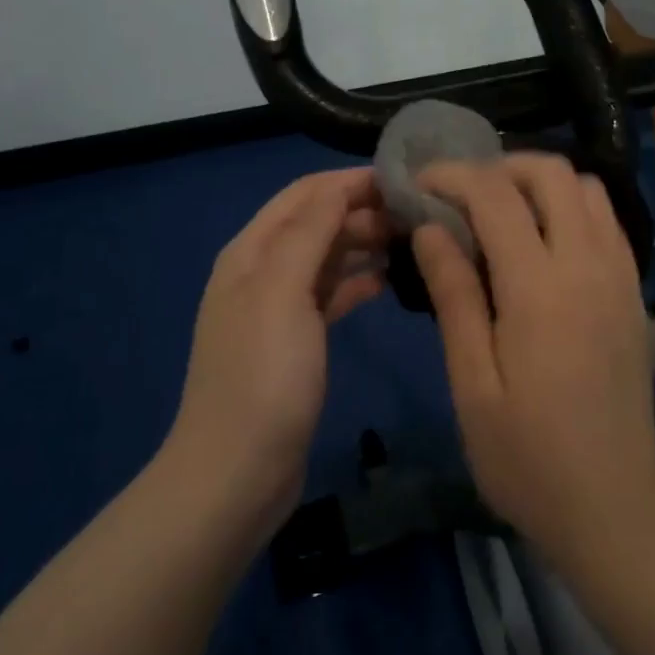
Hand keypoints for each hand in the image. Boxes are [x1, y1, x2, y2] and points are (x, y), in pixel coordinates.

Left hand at [168, 167, 391, 525]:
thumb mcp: (283, 290)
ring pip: (327, 258)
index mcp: (252, 251)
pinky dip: (357, 282)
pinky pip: (330, 295)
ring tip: (412, 242)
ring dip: (363, 244)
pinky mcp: (296, 342)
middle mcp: (262, 271)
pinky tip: (388, 282)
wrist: (236, 474)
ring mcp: (278, 308)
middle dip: (362, 211)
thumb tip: (341, 185)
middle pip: (317, 222)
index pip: (305, 193)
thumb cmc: (263, 374)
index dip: (350, 181)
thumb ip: (310, 231)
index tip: (403, 180)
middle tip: (417, 216)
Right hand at [413, 154, 654, 557]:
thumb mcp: (472, 383)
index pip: (494, 194)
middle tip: (461, 194)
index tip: (420, 184)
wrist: (614, 506)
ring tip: (501, 211)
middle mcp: (587, 263)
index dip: (452, 175)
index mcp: (539, 287)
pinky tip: (543, 240)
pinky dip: (571, 205)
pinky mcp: (633, 289)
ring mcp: (619, 273)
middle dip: (499, 165)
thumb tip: (430, 228)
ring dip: (539, 182)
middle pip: (551, 172)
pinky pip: (606, 218)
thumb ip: (454, 295)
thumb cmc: (527, 456)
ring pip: (586, 186)